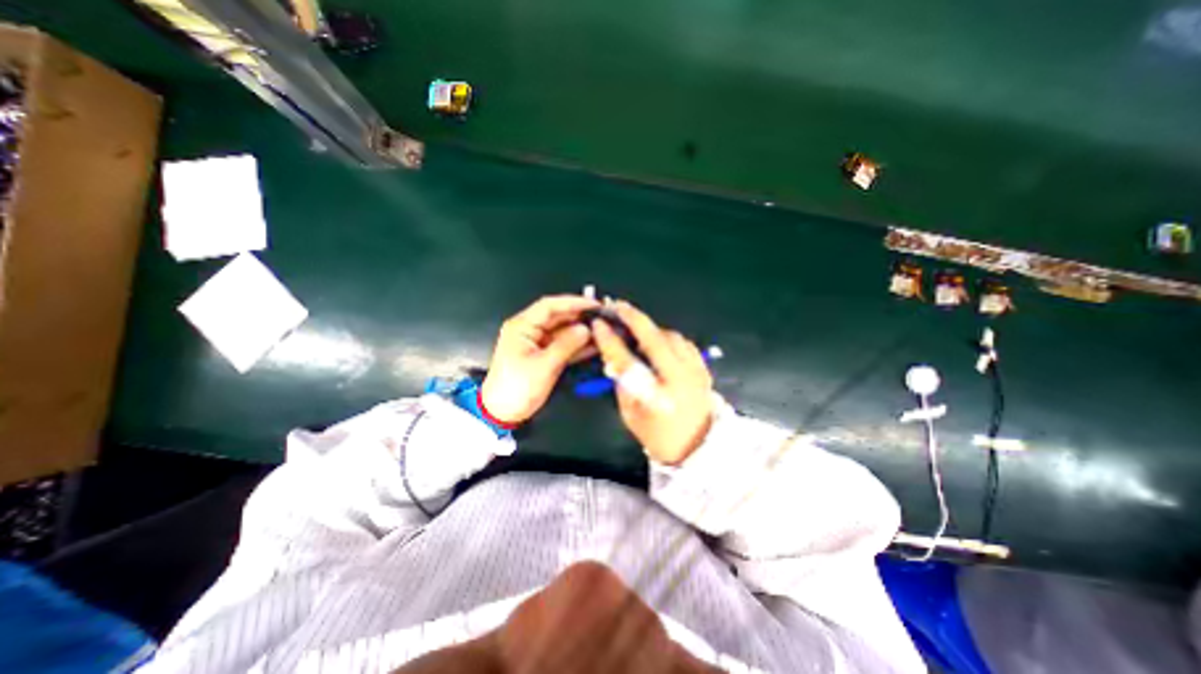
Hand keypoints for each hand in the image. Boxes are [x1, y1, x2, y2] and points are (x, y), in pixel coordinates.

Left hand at [480, 292, 599, 423]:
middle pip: (558, 316)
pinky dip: (577, 345)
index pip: (550, 306)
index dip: (573, 302)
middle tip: (602, 318)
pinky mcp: (544, 355)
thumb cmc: (516, 388)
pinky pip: (563, 345)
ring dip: (581, 331)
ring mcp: (537, 343)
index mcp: (522, 326)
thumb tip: (585, 329)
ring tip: (602, 330)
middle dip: (580, 316)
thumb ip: (567, 345)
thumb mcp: (544, 366)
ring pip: (563, 331)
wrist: (503, 413)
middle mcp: (529, 330)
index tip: (593, 305)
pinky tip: (594, 345)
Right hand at [590, 302, 709, 465]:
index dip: (610, 340)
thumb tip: (614, 357)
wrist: (698, 447)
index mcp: (656, 395)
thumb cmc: (658, 436)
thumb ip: (622, 383)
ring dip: (651, 328)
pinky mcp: (703, 368)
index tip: (598, 325)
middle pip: (654, 338)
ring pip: (671, 336)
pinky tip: (657, 340)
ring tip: (635, 328)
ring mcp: (695, 370)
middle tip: (616, 306)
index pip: (627, 360)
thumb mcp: (630, 414)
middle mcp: (679, 378)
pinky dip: (667, 337)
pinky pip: (683, 342)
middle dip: (633, 317)